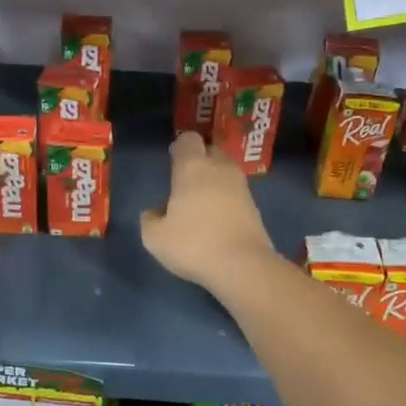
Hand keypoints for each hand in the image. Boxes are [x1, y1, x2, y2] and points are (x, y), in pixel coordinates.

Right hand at [141, 132, 276, 290]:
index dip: (179, 147)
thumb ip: (150, 219)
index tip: (172, 163)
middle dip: (200, 161)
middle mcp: (219, 168)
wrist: (243, 265)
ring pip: (225, 172)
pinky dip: (226, 199)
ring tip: (201, 204)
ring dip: (214, 181)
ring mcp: (241, 186)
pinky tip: (217, 220)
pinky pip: (236, 192)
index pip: (188, 139)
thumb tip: (156, 212)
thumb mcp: (155, 238)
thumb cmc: (193, 244)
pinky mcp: (255, 206)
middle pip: (210, 151)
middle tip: (186, 184)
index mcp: (192, 167)